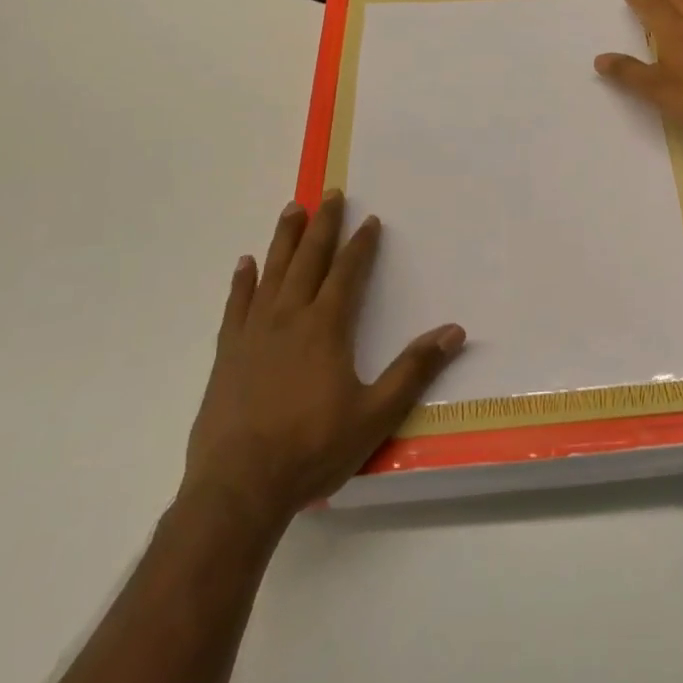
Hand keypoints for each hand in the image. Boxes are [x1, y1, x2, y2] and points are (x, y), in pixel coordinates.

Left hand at [182, 192, 463, 524]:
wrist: (238, 488)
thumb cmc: (312, 449)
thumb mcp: (375, 414)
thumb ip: (413, 369)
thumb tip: (454, 331)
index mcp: (326, 327)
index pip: (348, 272)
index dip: (361, 244)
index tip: (370, 219)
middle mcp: (289, 318)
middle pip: (309, 259)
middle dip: (323, 225)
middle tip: (330, 194)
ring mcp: (254, 333)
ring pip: (272, 272)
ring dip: (284, 239)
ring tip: (292, 209)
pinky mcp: (227, 354)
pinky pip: (236, 305)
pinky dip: (242, 281)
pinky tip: (245, 263)